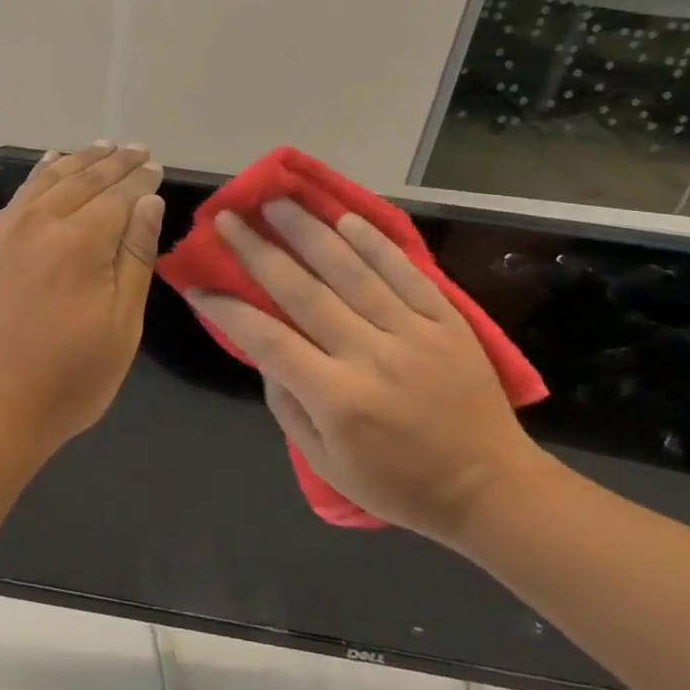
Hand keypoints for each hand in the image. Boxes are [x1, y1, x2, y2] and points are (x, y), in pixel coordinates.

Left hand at [0, 142, 164, 452]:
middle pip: (82, 179)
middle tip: (135, 148)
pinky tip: (47, 167)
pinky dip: (37, 176)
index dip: (140, 180)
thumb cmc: (64, 381)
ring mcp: (0, 233)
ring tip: (99, 147)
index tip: (155, 166)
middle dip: (113, 162)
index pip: (118, 195)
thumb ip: (135, 258)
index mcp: (79, 242)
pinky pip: (15, 198)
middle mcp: (37, 224)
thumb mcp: (120, 327)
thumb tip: (148, 202)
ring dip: (76, 161)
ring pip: (45, 181)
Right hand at [187, 199, 548, 548]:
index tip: (197, 285)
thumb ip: (287, 406)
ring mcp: (413, 332)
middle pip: (303, 290)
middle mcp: (370, 355)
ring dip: (308, 230)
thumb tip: (265, 352)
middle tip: (227, 217)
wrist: (491, 488)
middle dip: (258, 250)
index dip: (227, 309)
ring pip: (351, 270)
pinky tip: (345, 217)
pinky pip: (406, 272)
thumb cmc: (399, 484)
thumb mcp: (326, 464)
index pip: (267, 339)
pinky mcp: (447, 321)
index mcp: (337, 398)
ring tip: (276, 201)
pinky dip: (375, 243)